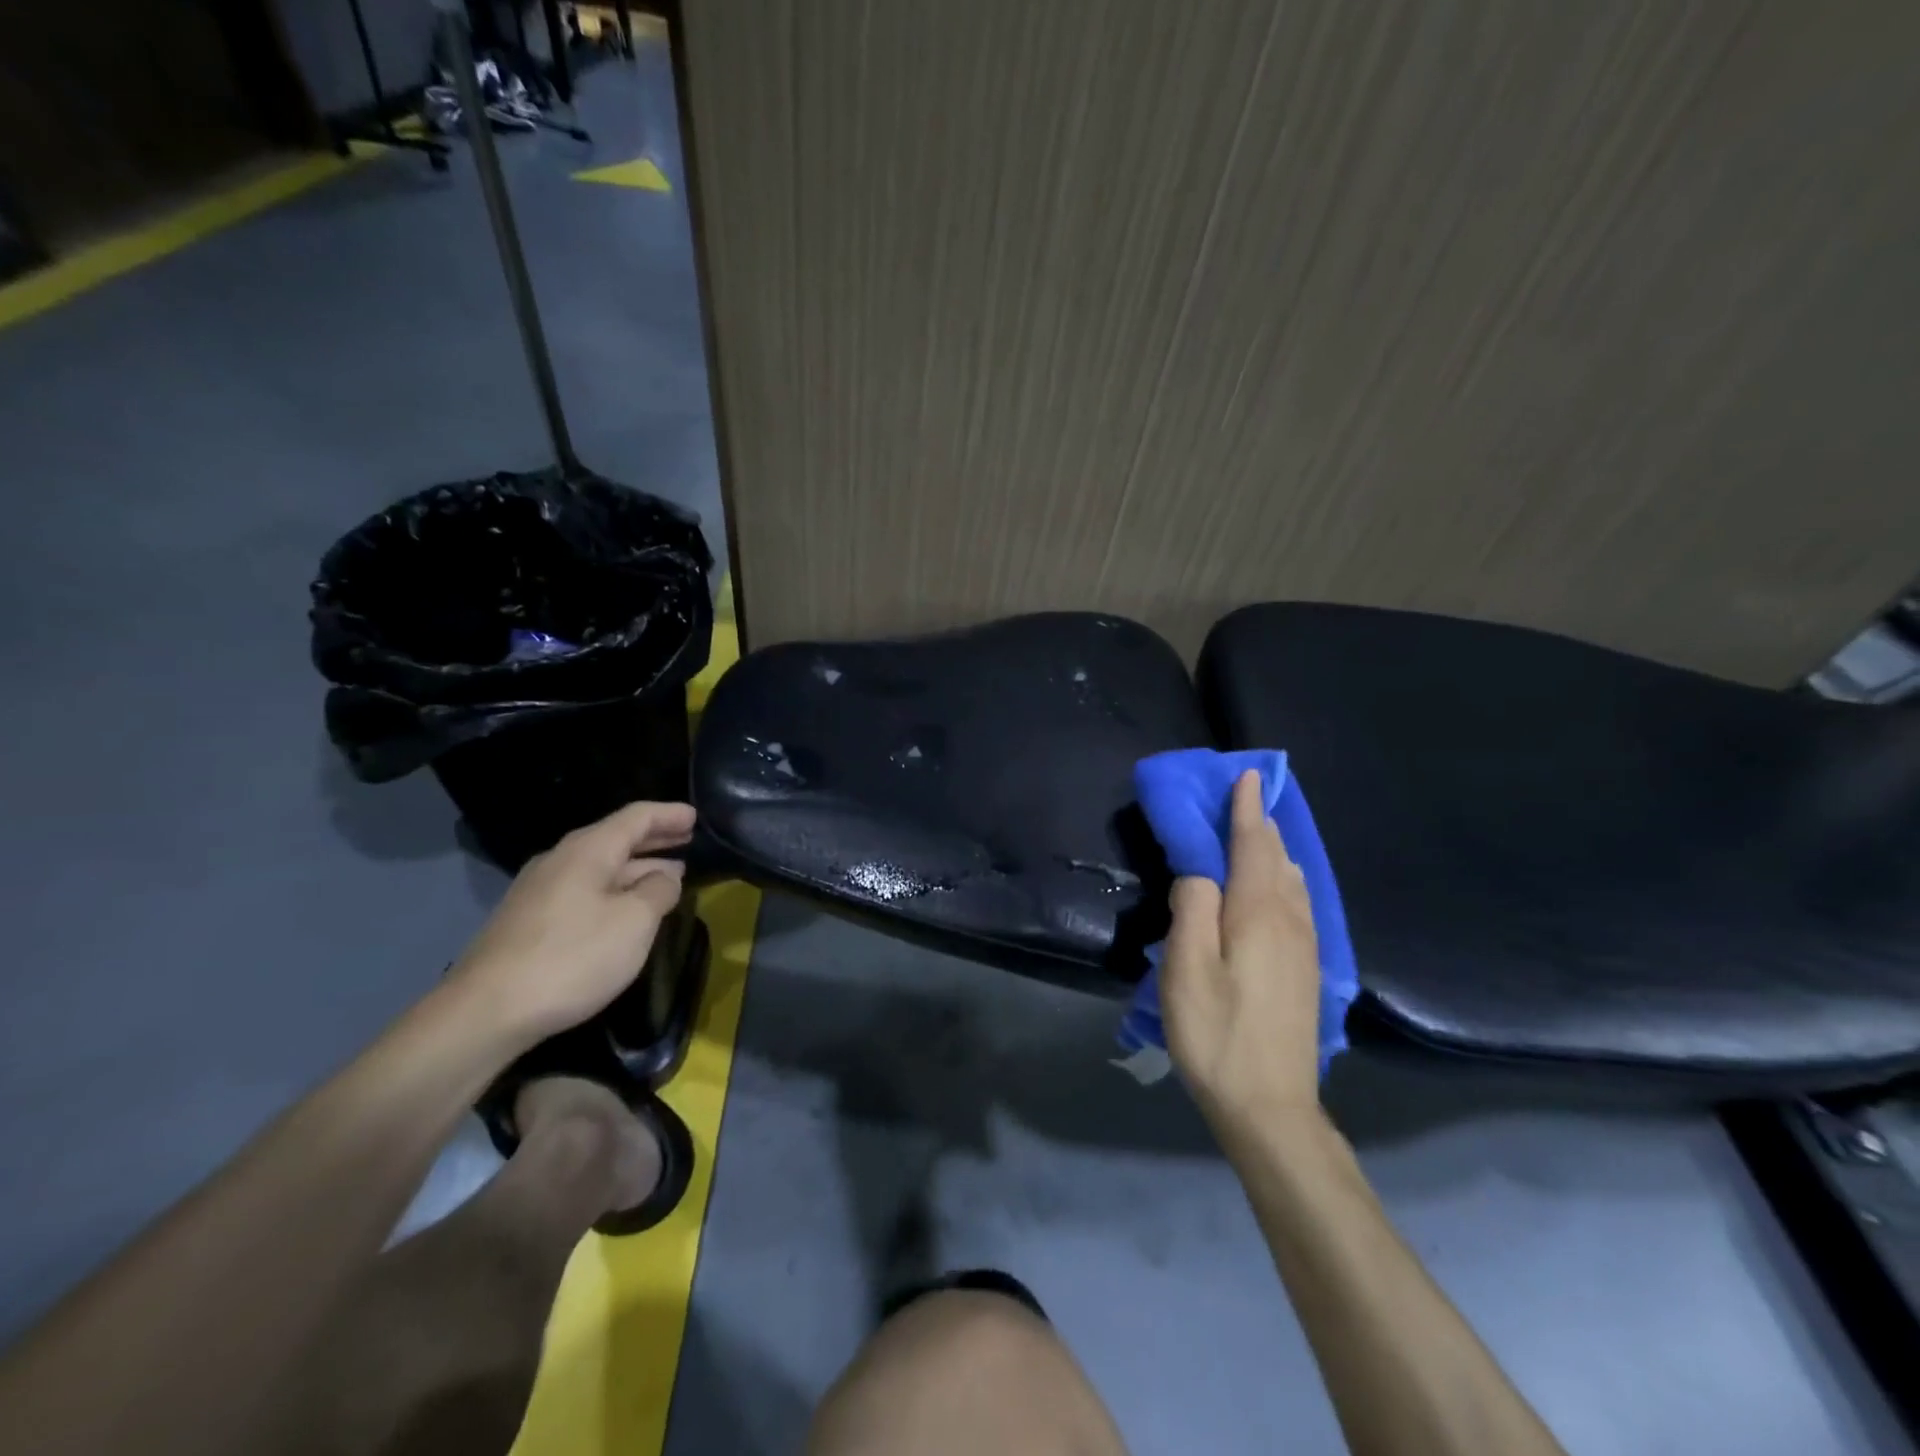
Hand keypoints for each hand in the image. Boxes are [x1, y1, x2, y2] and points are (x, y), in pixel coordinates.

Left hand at [447, 801, 694, 1047]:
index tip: (697, 817)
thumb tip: (666, 876)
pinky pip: (584, 889)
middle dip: (655, 839)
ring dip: (636, 867)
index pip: (637, 817)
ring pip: (600, 866)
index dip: (669, 814)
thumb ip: (659, 891)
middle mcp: (560, 860)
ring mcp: (540, 890)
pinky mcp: (529, 920)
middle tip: (688, 840)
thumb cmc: (572, 957)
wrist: (485, 1013)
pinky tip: (627, 908)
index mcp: (588, 851)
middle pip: (616, 838)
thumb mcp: (634, 922)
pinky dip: (615, 888)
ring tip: (668, 877)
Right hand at [1162, 770, 1321, 1122]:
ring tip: (1259, 831)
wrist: (1271, 1107)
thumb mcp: (1186, 969)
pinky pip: (1298, 902)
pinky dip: (1284, 877)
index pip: (1253, 845)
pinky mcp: (1306, 970)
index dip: (1247, 809)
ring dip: (1274, 849)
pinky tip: (1279, 885)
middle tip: (1245, 795)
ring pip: (1291, 880)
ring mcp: (1304, 947)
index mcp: (1259, 913)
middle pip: (1277, 858)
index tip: (1246, 775)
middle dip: (1262, 823)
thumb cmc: (1217, 1034)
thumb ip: (1192, 908)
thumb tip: (1200, 873)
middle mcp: (1290, 921)